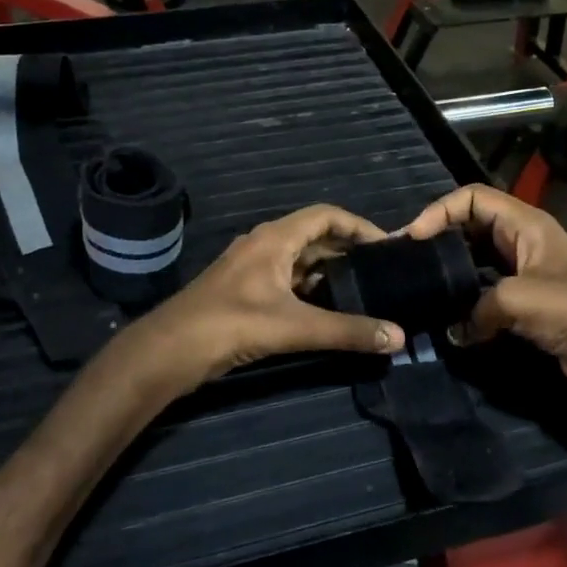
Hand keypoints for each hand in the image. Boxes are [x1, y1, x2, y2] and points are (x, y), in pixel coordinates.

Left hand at [132, 205, 407, 392]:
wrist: (168, 350)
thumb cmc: (231, 325)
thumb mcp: (294, 327)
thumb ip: (347, 331)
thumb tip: (398, 337)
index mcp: (274, 238)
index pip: (326, 215)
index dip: (359, 226)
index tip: (387, 246)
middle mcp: (263, 245)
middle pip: (314, 236)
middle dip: (348, 250)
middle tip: (381, 272)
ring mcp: (250, 268)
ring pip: (299, 260)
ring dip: (329, 271)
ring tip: (363, 290)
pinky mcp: (243, 292)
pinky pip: (285, 280)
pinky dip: (310, 288)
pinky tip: (327, 310)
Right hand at [402, 185, 566, 405]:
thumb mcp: (518, 299)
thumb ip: (476, 308)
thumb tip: (454, 331)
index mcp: (526, 224)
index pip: (472, 197)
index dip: (440, 210)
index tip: (414, 239)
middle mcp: (523, 242)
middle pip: (471, 226)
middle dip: (440, 239)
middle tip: (409, 262)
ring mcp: (524, 275)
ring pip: (476, 262)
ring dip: (451, 273)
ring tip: (420, 288)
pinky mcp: (525, 306)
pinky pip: (485, 295)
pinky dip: (465, 304)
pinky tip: (447, 320)